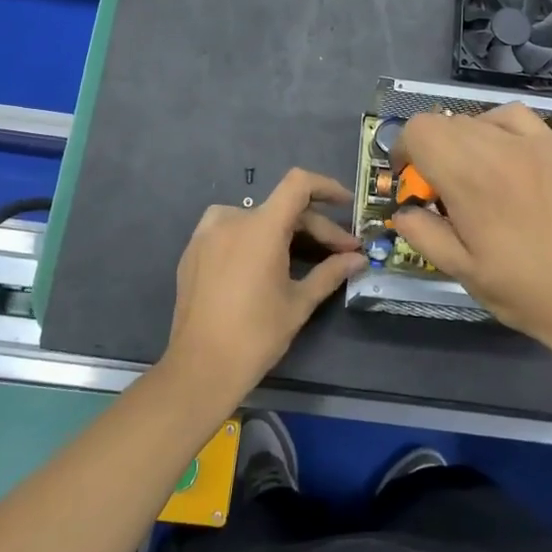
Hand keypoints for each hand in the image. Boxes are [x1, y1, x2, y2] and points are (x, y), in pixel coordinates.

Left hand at [161, 168, 366, 401]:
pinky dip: (255, 239)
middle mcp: (231, 219)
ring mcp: (206, 233)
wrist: (200, 367)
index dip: (326, 187)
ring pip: (257, 219)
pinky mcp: (193, 250)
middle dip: (316, 229)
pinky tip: (267, 264)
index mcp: (261, 227)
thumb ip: (330, 272)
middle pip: (282, 209)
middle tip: (342, 254)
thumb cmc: (256, 334)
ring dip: (285, 232)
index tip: (347, 204)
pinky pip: (232, 231)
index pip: (298, 184)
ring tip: (306, 257)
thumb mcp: (299, 303)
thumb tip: (358, 259)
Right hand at [393, 104, 551, 348]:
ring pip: (478, 118)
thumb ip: (420, 232)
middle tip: (441, 190)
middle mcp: (499, 147)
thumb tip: (403, 210)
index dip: (405, 151)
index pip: (420, 130)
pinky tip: (504, 156)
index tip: (411, 183)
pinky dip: (497, 128)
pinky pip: (515, 118)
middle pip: (445, 122)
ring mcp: (534, 143)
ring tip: (473, 174)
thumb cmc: (520, 287)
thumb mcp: (458, 269)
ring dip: (463, 140)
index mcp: (469, 177)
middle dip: (431, 150)